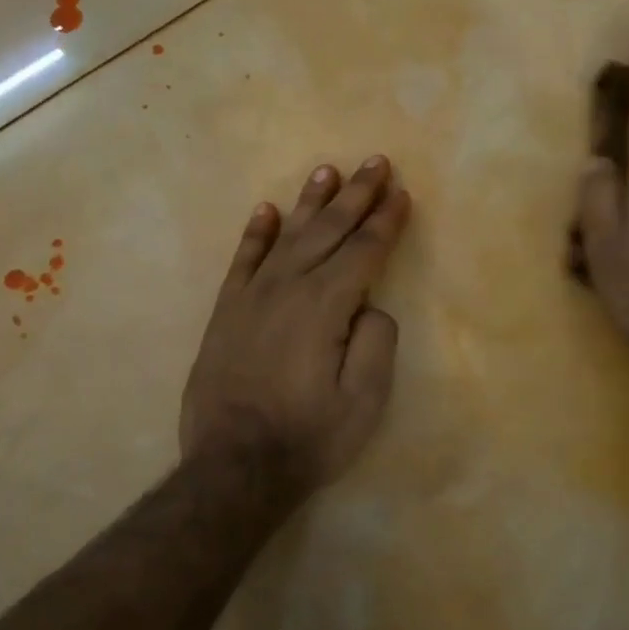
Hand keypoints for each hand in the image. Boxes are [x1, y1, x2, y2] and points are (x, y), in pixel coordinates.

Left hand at [181, 156, 412, 497]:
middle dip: (356, 195)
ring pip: (287, 236)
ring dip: (310, 202)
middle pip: (328, 231)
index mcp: (325, 306)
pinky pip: (243, 260)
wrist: (233, 467)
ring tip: (328, 171)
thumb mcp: (364, 400)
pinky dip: (256, 233)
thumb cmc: (309, 437)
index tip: (402, 193)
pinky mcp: (227, 313)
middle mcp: (287, 288)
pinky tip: (267, 211)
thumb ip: (377, 342)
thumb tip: (370, 307)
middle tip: (375, 161)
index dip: (386, 221)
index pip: (363, 251)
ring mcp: (251, 297)